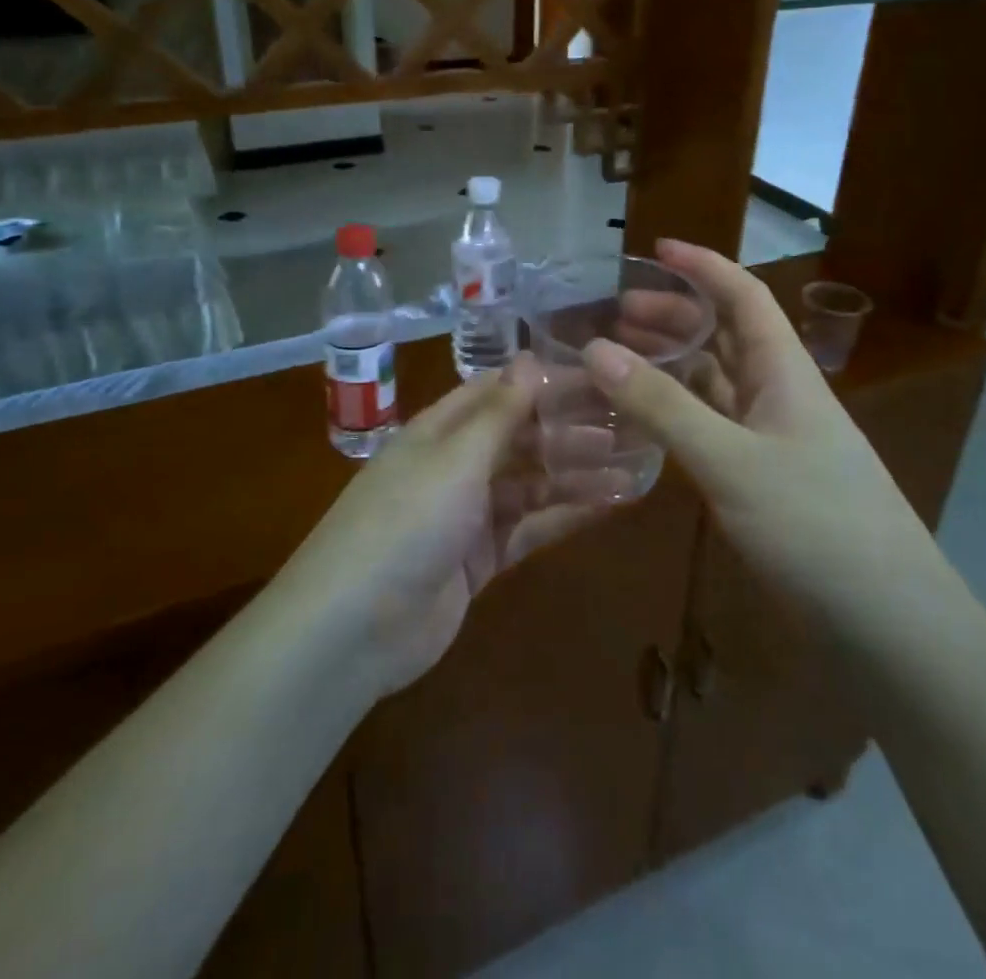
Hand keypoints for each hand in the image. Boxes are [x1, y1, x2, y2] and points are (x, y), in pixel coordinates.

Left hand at [281, 358, 604, 699]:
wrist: (354, 628)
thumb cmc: (406, 522)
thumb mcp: (456, 459)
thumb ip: (499, 413)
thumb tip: (529, 358)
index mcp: (439, 430)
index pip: (497, 392)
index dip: (545, 383)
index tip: (598, 378)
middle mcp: (454, 465)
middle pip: (519, 438)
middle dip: (568, 431)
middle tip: (628, 428)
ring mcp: (467, 515)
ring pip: (530, 484)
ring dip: (575, 475)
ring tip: (631, 468)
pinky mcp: (479, 560)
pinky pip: (529, 528)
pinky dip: (565, 516)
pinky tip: (607, 505)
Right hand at [582, 241, 943, 643]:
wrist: (889, 629)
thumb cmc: (817, 527)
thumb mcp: (731, 461)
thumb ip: (662, 406)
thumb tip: (595, 349)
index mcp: (785, 372)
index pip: (744, 296)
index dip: (702, 266)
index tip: (654, 249)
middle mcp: (780, 395)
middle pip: (726, 336)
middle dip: (675, 315)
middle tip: (616, 313)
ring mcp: (773, 441)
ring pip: (716, 383)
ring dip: (672, 364)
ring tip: (619, 358)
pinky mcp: (763, 482)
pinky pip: (712, 427)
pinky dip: (677, 414)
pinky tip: (645, 421)